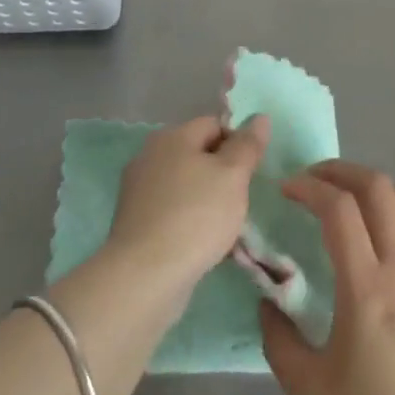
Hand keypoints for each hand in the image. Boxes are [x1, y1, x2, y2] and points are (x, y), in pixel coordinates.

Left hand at [108, 115, 267, 290]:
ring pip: (185, 185)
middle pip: (197, 154)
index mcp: (172, 136)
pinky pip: (171, 211)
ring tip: (223, 228)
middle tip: (239, 201)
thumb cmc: (195, 217)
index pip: (214, 125)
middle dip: (221, 174)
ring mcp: (138, 190)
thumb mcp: (233, 176)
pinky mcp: (134, 222)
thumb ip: (247, 145)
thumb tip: (260, 117)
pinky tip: (200, 244)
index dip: (237, 144)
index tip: (250, 174)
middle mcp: (150, 155)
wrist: (145, 277)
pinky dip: (187, 221)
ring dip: (205, 200)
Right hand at [260, 161, 394, 394]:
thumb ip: (278, 339)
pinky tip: (375, 233)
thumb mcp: (309, 392)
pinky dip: (392, 208)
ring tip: (342, 199)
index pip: (339, 208)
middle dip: (339, 170)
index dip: (309, 187)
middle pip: (376, 185)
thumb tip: (266, 299)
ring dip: (368, 185)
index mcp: (367, 289)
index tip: (286, 189)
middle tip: (312, 181)